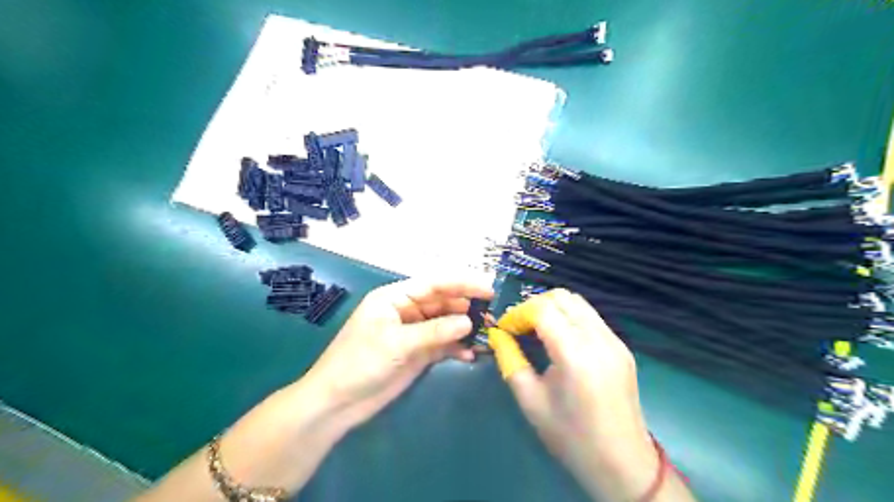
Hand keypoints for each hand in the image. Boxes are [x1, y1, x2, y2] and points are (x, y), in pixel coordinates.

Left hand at [303, 279, 491, 431]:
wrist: (337, 403)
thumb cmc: (359, 363)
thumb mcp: (396, 343)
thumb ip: (434, 331)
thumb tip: (469, 322)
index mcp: (395, 298)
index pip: (434, 284)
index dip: (462, 283)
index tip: (488, 289)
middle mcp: (407, 311)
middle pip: (442, 302)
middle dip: (466, 307)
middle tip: (493, 315)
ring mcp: (413, 333)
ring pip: (445, 324)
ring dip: (464, 329)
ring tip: (487, 334)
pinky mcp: (417, 353)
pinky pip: (442, 345)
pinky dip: (456, 348)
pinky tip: (470, 355)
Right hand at [492, 291, 681, 501]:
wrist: (622, 463)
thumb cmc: (571, 437)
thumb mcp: (530, 401)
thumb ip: (510, 360)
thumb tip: (496, 334)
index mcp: (575, 354)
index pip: (542, 309)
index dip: (518, 313)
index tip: (505, 329)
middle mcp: (598, 339)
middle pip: (561, 297)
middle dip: (534, 305)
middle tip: (519, 328)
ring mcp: (614, 341)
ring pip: (578, 303)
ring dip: (552, 308)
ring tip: (537, 331)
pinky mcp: (622, 347)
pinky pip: (590, 317)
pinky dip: (569, 317)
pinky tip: (560, 340)